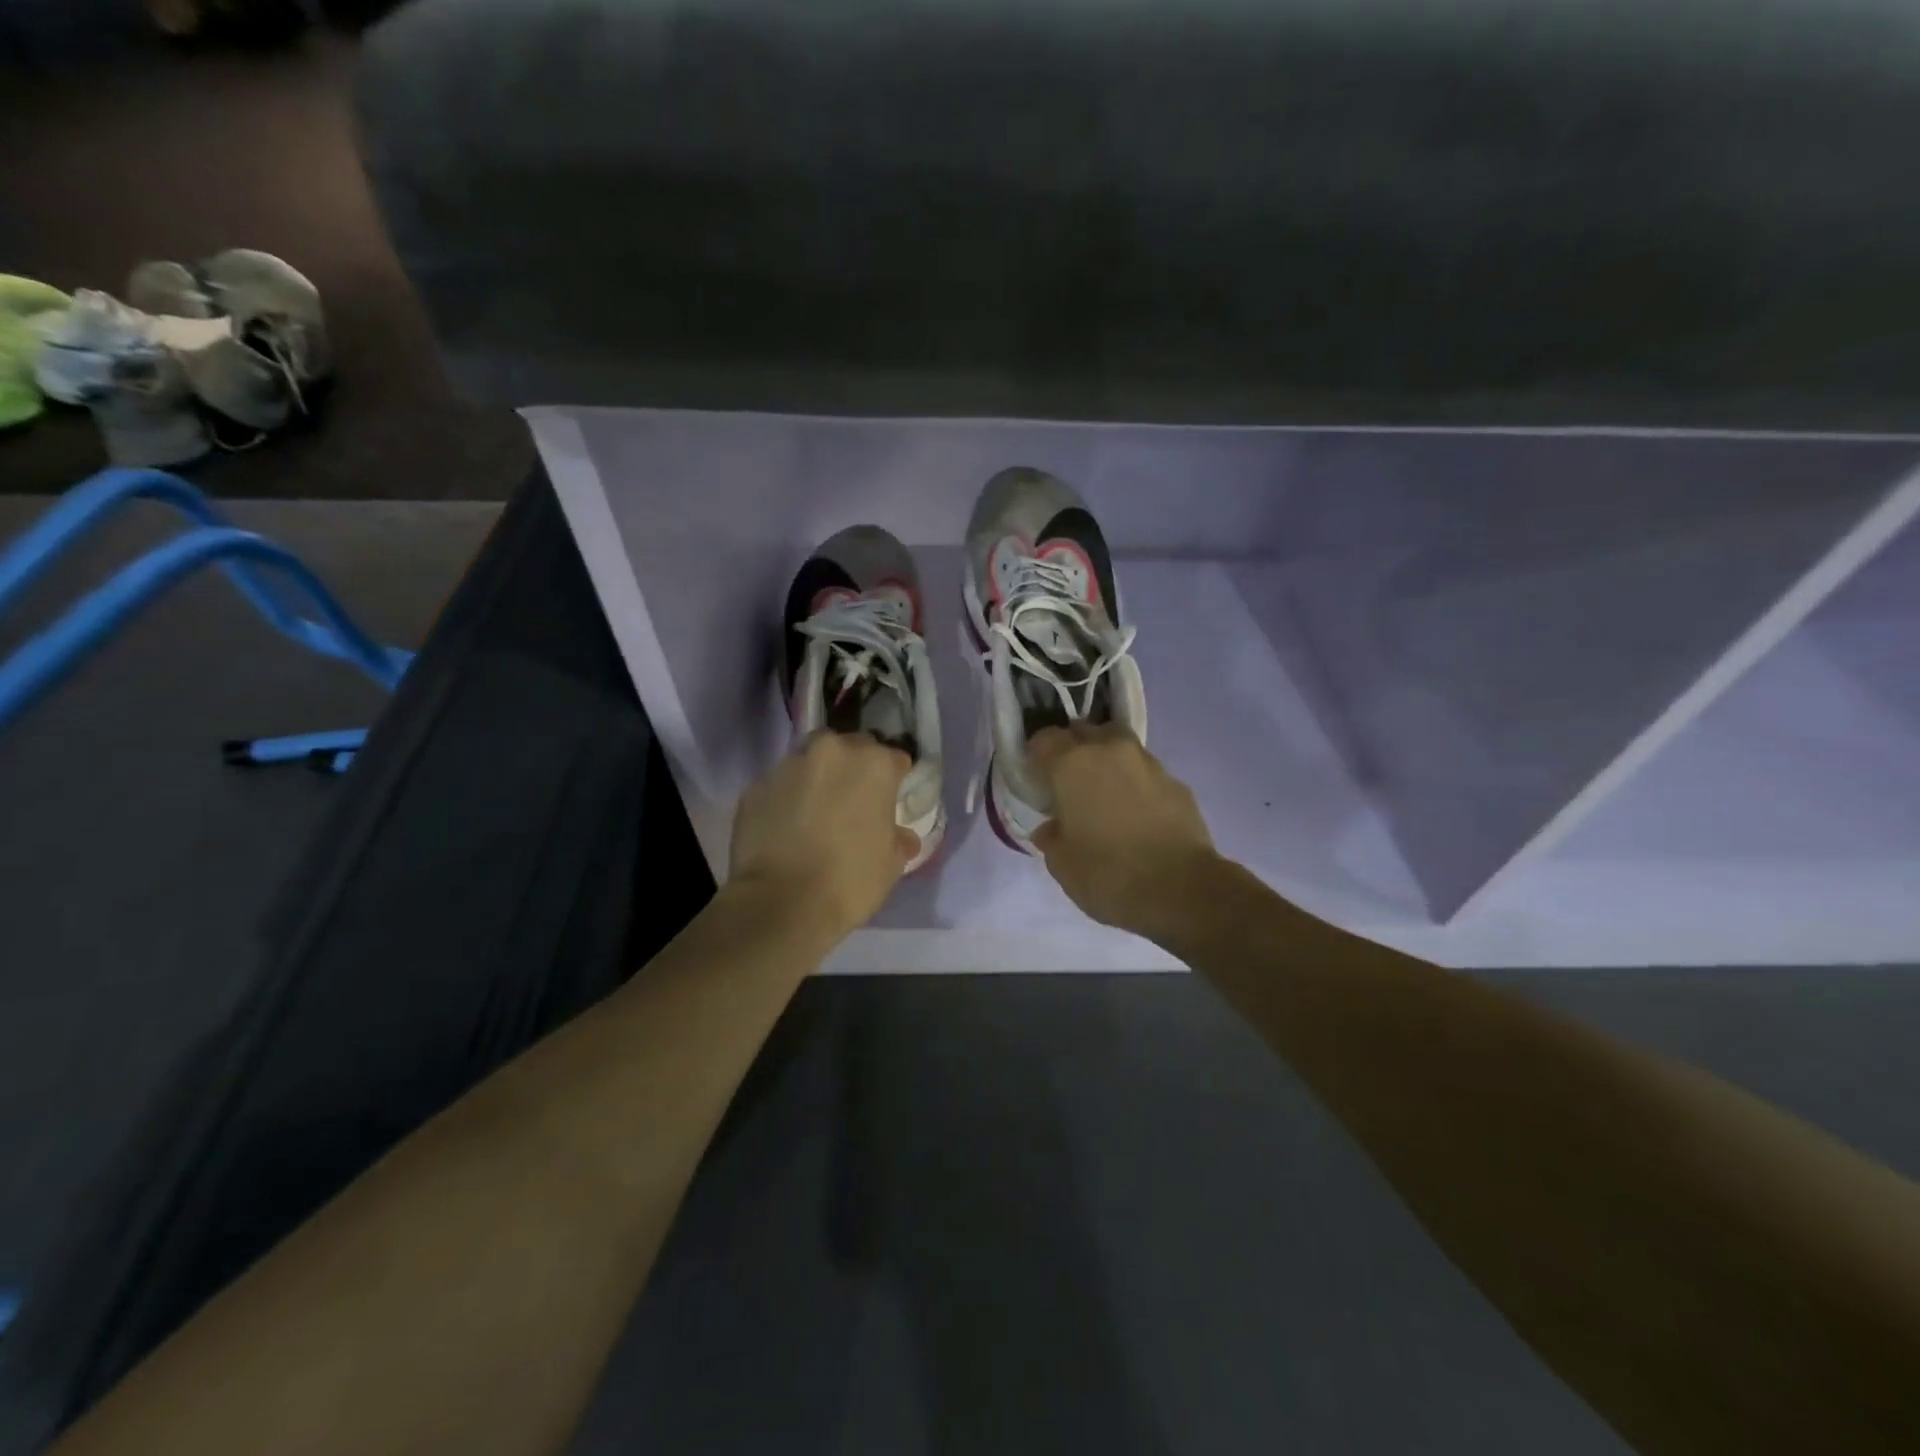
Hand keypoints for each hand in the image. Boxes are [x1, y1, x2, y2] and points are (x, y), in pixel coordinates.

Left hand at [730, 732, 916, 940]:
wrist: (781, 903)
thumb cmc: (850, 880)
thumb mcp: (892, 864)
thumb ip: (898, 839)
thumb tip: (901, 836)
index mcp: (873, 764)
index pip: (894, 759)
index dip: (894, 779)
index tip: (891, 800)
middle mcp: (831, 752)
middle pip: (849, 748)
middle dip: (853, 769)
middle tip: (853, 802)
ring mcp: (788, 766)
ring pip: (809, 762)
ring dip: (817, 779)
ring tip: (815, 813)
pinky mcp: (754, 788)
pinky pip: (779, 787)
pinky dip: (786, 800)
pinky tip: (786, 829)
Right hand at [1028, 725, 1221, 942]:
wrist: (1183, 890)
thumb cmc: (1108, 874)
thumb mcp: (1062, 864)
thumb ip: (1051, 837)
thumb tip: (1052, 827)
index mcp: (1072, 764)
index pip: (1043, 739)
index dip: (1036, 757)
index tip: (1036, 781)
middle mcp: (1109, 750)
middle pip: (1083, 732)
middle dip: (1072, 750)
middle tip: (1068, 783)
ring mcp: (1148, 763)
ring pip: (1118, 746)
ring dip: (1107, 763)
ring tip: (1104, 796)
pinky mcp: (1177, 782)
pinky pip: (1145, 772)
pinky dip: (1135, 784)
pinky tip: (1135, 814)